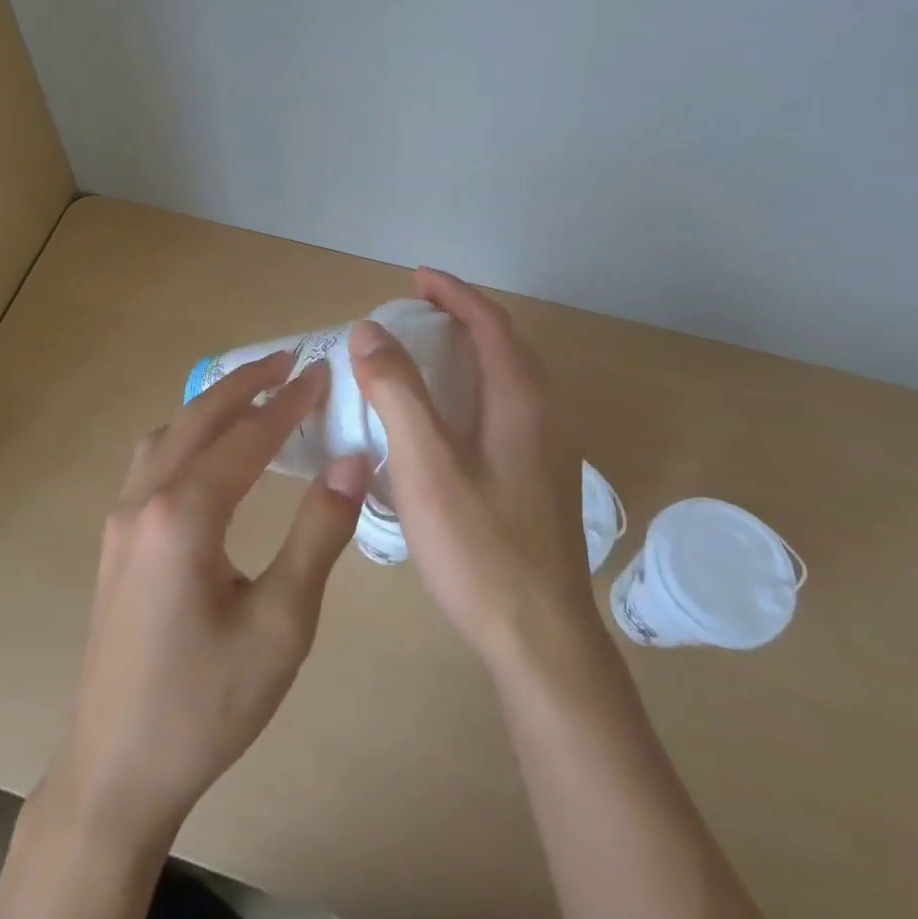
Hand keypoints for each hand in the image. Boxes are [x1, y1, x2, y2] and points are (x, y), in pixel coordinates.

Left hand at [39, 351, 370, 853]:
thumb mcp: (281, 625)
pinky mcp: (117, 540)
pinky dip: (187, 434)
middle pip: (198, 419)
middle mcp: (145, 502)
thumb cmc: (208, 703)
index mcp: (184, 516)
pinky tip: (208, 450)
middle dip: (246, 384)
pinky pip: (152, 461)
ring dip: (211, 405)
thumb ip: (318, 536)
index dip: (289, 403)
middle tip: (290, 361)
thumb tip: (350, 462)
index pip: (248, 437)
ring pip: (167, 435)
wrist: (117, 770)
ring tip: (254, 393)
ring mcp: (122, 519)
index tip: (323, 373)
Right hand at [349, 269, 600, 673]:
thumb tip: (369, 331)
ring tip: (426, 354)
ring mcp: (549, 451)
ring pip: (509, 380)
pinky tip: (448, 419)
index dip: (453, 292)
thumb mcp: (426, 465)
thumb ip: (397, 392)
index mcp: (522, 401)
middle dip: (462, 317)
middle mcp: (545, 415)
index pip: (490, 323)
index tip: (415, 277)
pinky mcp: (541, 480)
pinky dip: (476, 388)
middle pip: (505, 345)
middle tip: (416, 311)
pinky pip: (508, 410)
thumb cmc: (479, 547)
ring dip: (471, 353)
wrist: (542, 641)